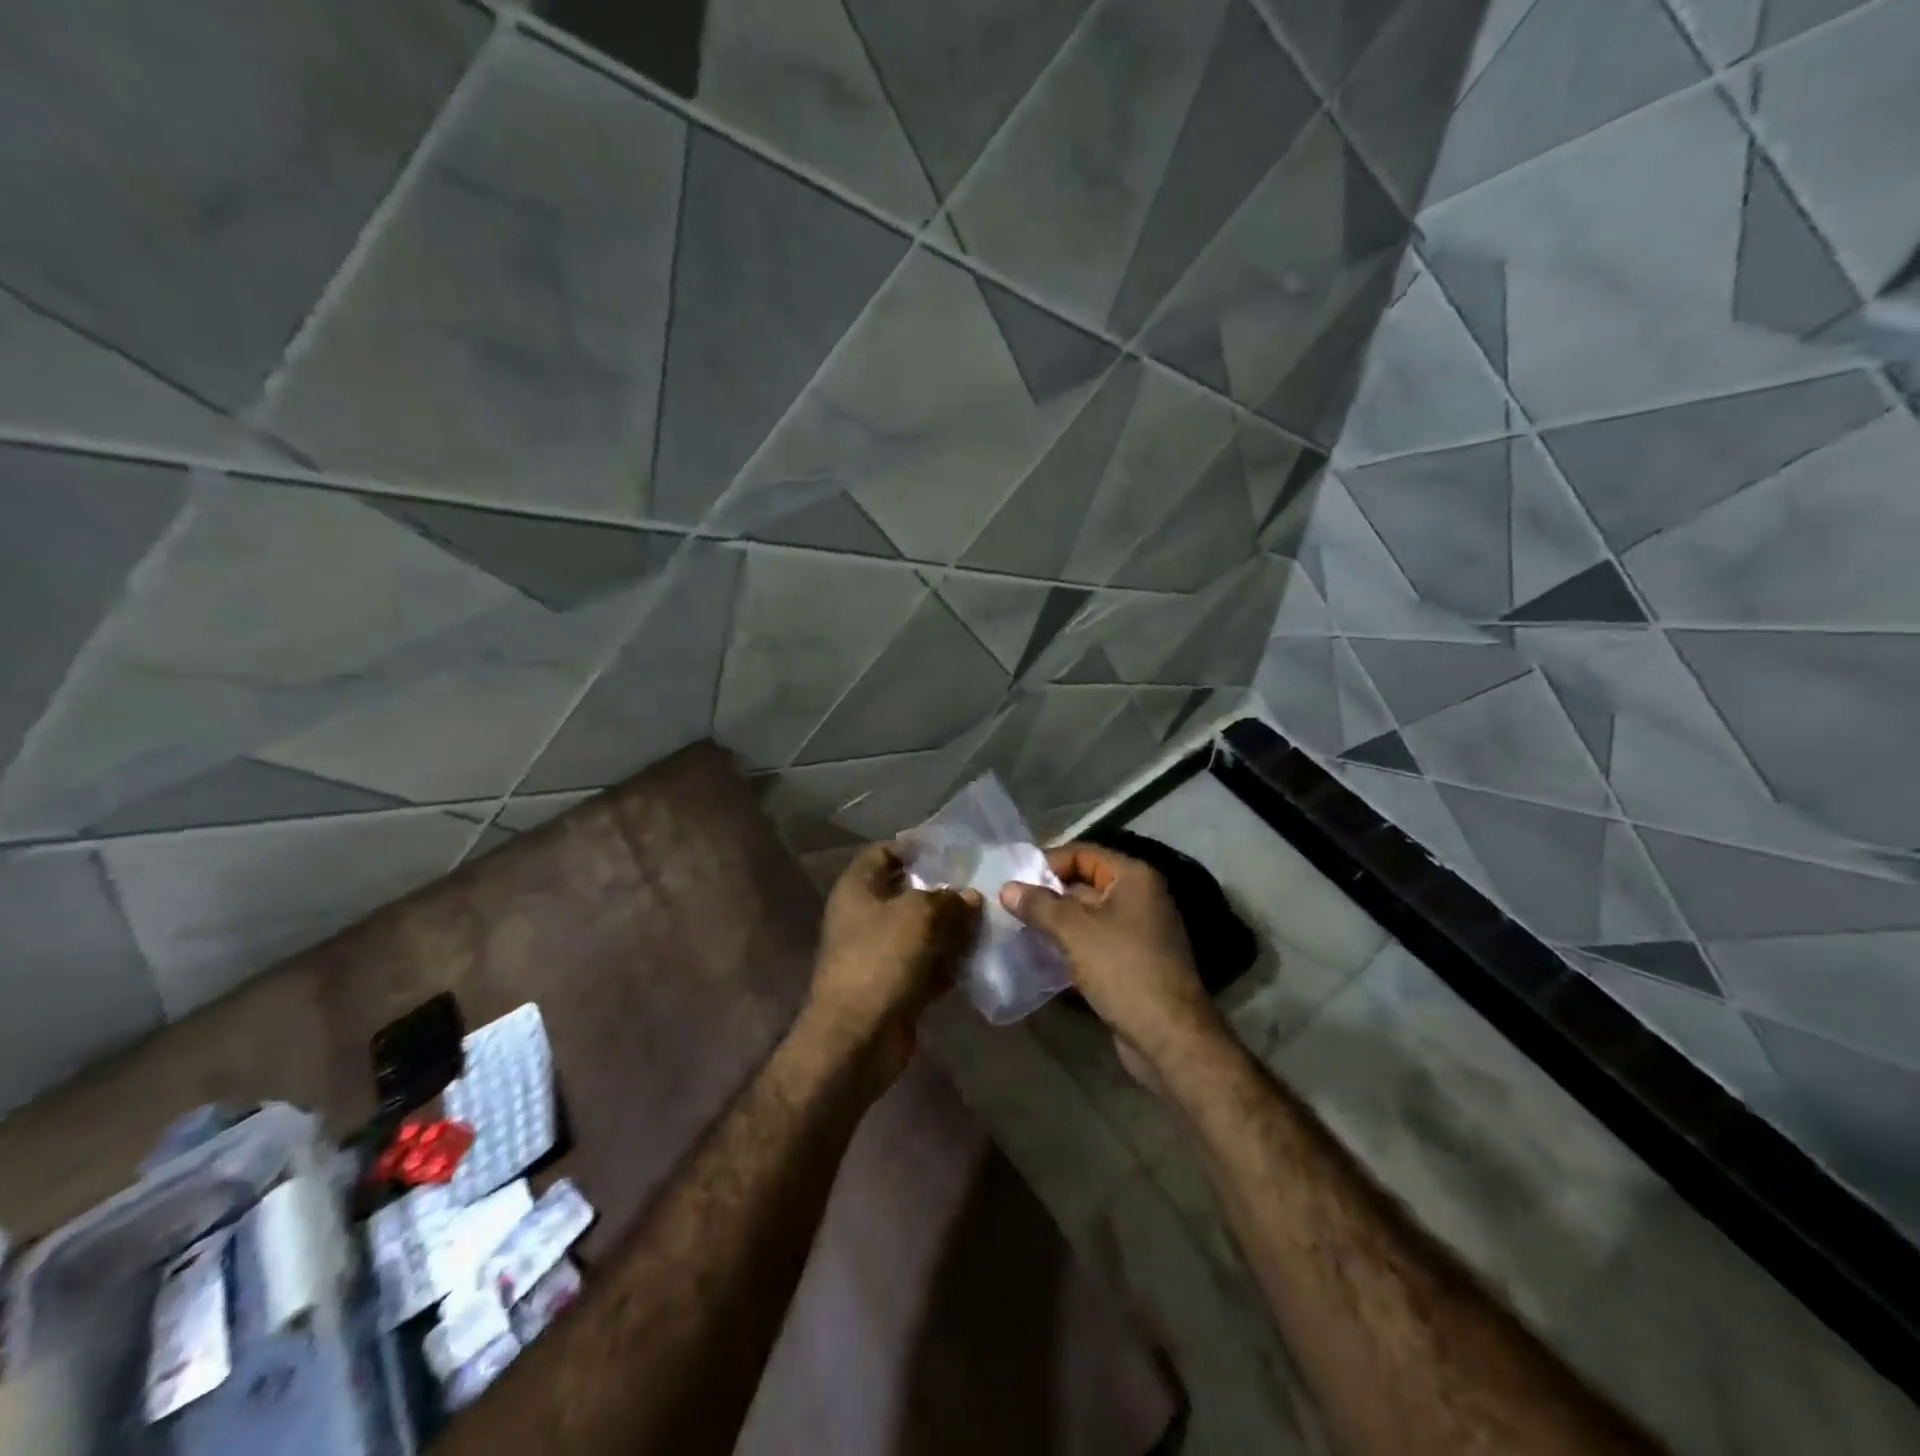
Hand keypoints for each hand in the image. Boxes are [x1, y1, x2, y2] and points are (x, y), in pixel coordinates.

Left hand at [804, 842, 981, 1090]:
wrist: (856, 1039)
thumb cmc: (880, 961)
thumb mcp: (918, 916)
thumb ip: (948, 900)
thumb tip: (970, 897)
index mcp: (858, 889)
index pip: (884, 852)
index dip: (914, 846)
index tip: (952, 849)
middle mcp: (865, 916)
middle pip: (907, 892)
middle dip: (943, 889)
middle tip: (981, 884)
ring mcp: (880, 953)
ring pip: (922, 930)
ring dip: (952, 927)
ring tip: (990, 917)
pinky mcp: (896, 985)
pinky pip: (928, 964)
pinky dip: (950, 961)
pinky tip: (981, 955)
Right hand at [1000, 843, 1227, 1088]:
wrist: (1169, 1036)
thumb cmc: (1123, 969)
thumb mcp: (1074, 930)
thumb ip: (1039, 905)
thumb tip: (1007, 888)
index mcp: (1134, 877)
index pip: (1083, 854)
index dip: (1048, 863)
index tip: (1015, 880)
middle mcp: (1141, 898)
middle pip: (1085, 884)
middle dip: (1049, 895)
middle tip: (1010, 906)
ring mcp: (1139, 932)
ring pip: (1088, 916)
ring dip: (1056, 923)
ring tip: (1019, 930)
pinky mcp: (1134, 962)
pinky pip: (1095, 942)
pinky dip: (1070, 945)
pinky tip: (1041, 956)